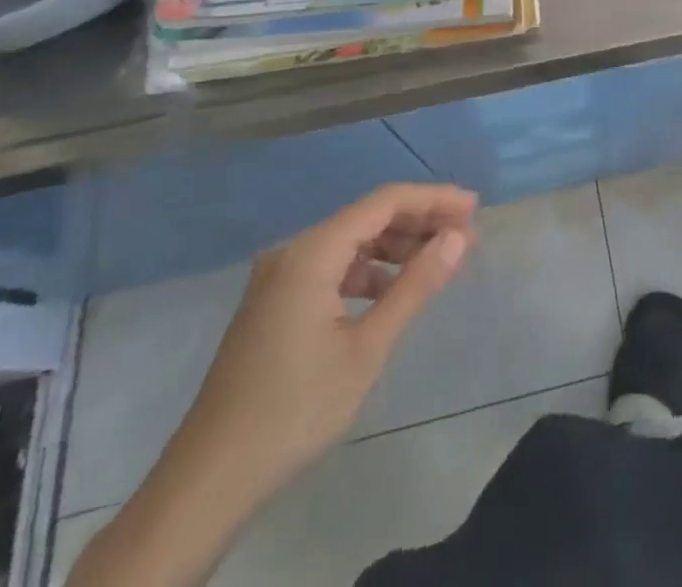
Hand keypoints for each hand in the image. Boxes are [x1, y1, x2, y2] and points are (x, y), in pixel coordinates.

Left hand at [162, 183, 475, 506]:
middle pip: (367, 217)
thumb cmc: (295, 410)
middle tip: (465, 237)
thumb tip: (457, 238)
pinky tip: (391, 293)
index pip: (384, 202)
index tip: (474, 209)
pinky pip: (332, 267)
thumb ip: (415, 285)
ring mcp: (279, 277)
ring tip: (437, 262)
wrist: (207, 482)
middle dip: (419, 222)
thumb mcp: (367, 348)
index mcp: (312, 252)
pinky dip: (368, 271)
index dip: (433, 199)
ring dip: (395, 247)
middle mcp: (293, 252)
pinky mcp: (274, 302)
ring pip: (350, 242)